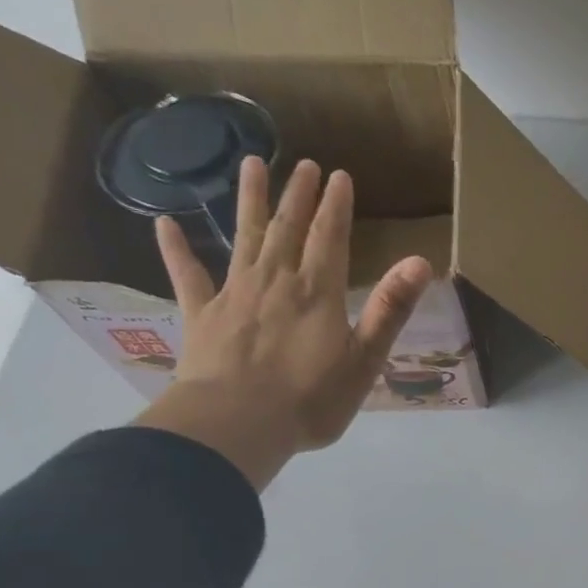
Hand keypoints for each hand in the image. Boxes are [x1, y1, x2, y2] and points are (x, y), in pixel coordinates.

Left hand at [133, 158, 433, 489]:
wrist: (238, 423)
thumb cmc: (311, 399)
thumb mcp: (365, 359)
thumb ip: (391, 309)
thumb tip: (421, 262)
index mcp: (317, 293)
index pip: (329, 238)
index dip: (336, 206)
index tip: (339, 176)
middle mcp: (275, 281)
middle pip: (288, 229)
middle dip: (298, 195)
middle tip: (304, 163)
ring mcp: (233, 294)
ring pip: (244, 237)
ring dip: (250, 202)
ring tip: (251, 164)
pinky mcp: (201, 315)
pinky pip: (187, 275)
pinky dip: (177, 249)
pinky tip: (166, 224)